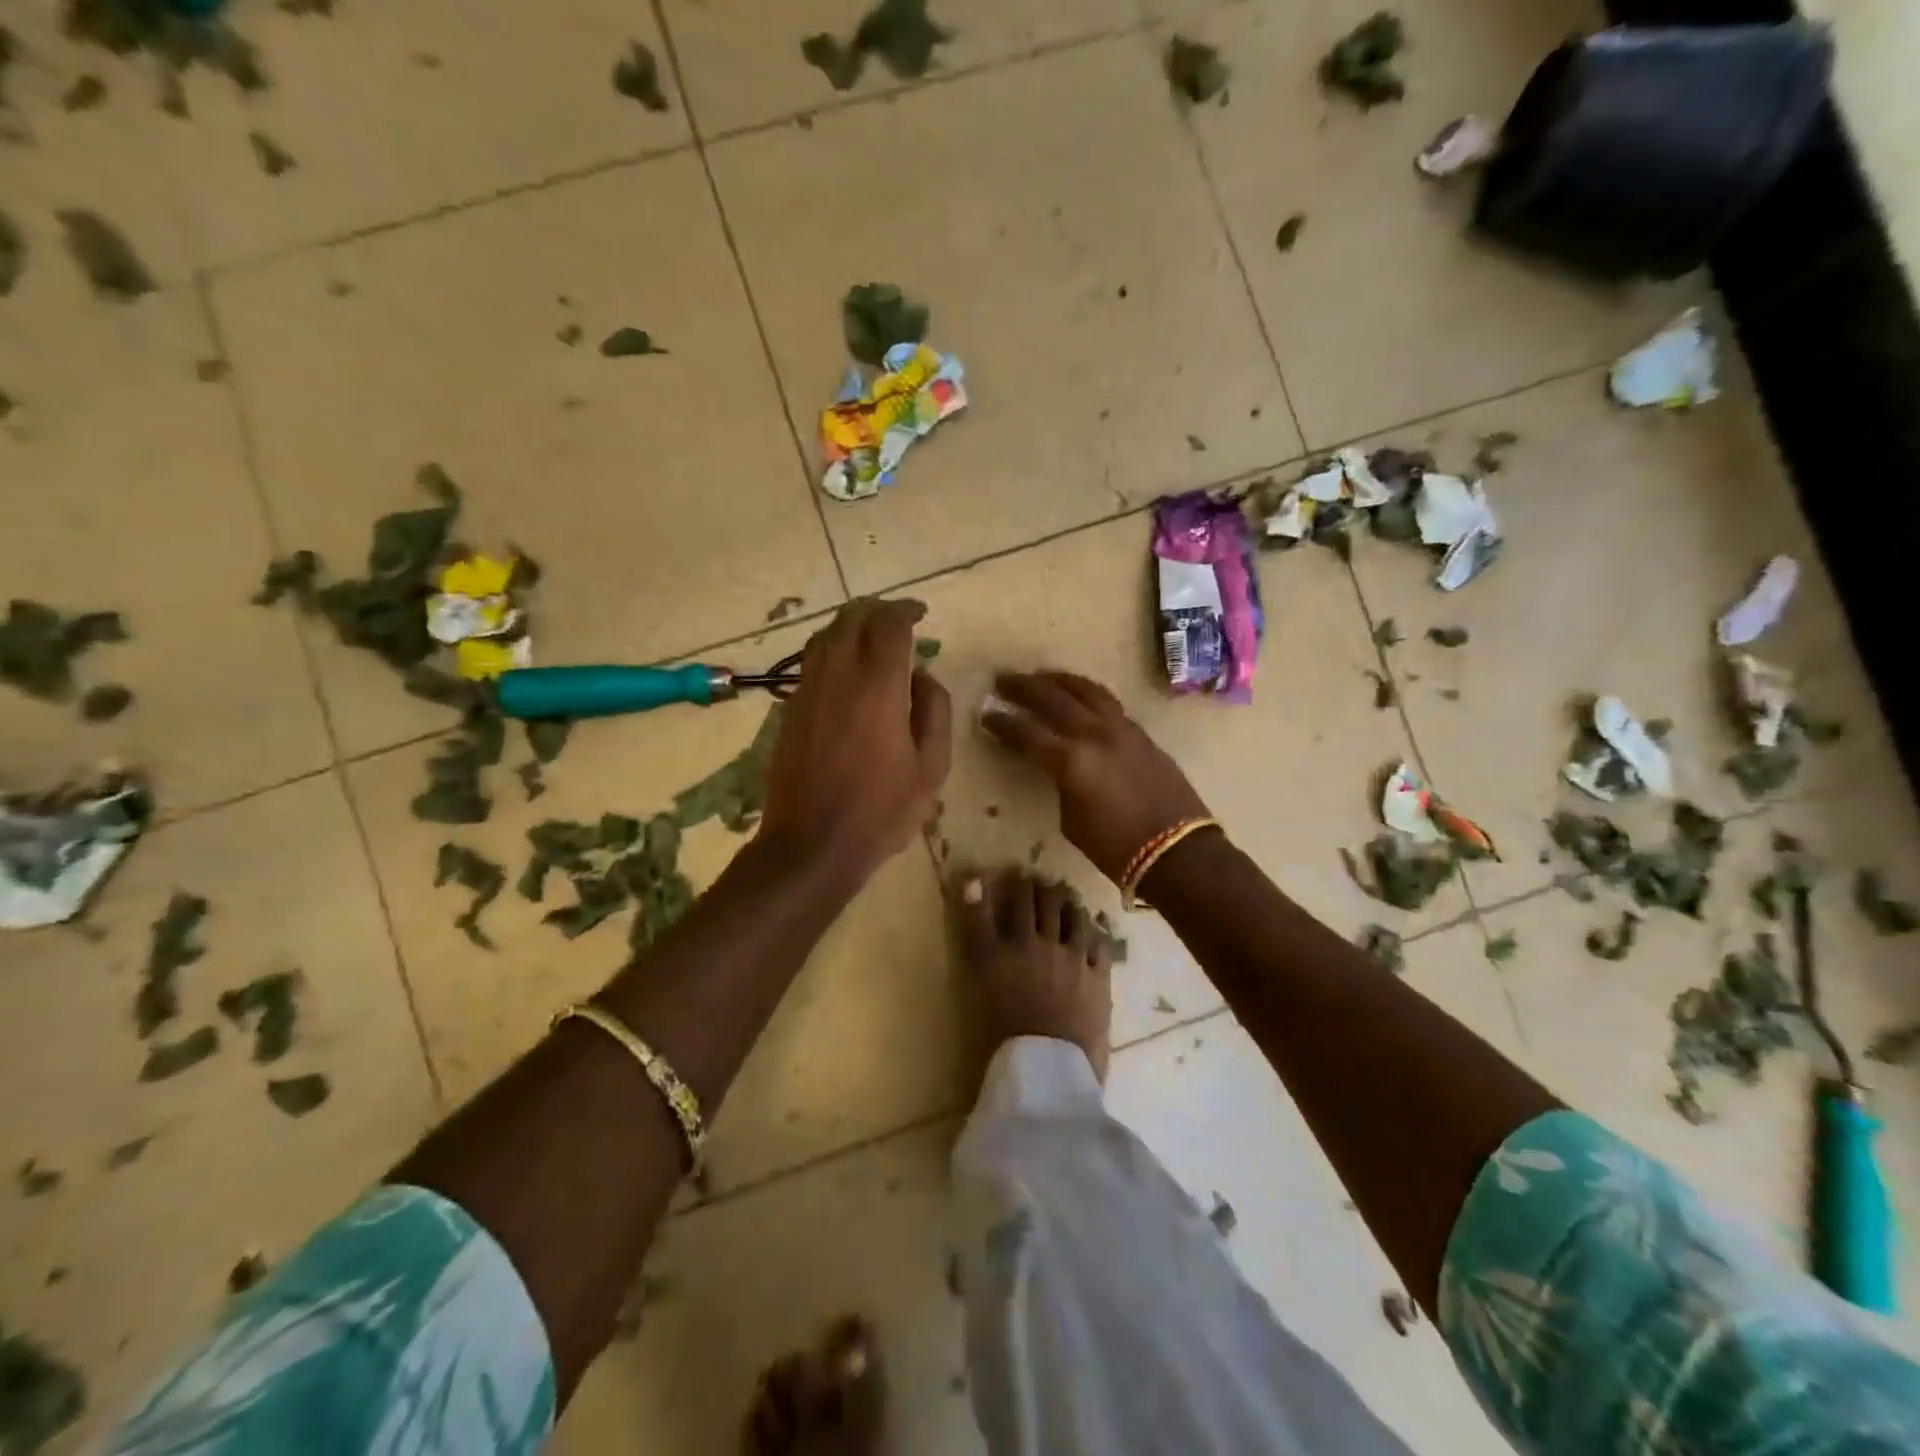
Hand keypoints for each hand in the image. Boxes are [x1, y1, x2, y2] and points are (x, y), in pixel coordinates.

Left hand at [758, 599, 951, 884]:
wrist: (812, 844)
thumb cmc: (881, 810)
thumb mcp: (931, 767)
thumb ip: (934, 711)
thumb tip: (922, 677)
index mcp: (878, 686)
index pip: (888, 624)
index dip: (905, 610)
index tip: (920, 614)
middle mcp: (838, 676)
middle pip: (850, 619)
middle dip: (876, 611)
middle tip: (897, 621)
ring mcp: (807, 692)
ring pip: (824, 637)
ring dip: (849, 626)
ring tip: (870, 639)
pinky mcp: (789, 710)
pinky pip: (809, 663)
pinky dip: (830, 651)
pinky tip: (844, 671)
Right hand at [984, 671, 1209, 883]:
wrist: (1178, 852)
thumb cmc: (1116, 848)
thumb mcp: (1072, 820)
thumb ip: (1061, 784)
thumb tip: (1058, 768)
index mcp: (1070, 761)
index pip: (1026, 733)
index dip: (1002, 722)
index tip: (986, 713)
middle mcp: (1094, 735)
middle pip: (1053, 699)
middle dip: (1025, 688)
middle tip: (1004, 680)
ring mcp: (1122, 730)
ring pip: (1087, 692)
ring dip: (1061, 681)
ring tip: (1043, 677)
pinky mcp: (1142, 735)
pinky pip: (1109, 705)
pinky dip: (1088, 696)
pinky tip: (1081, 699)